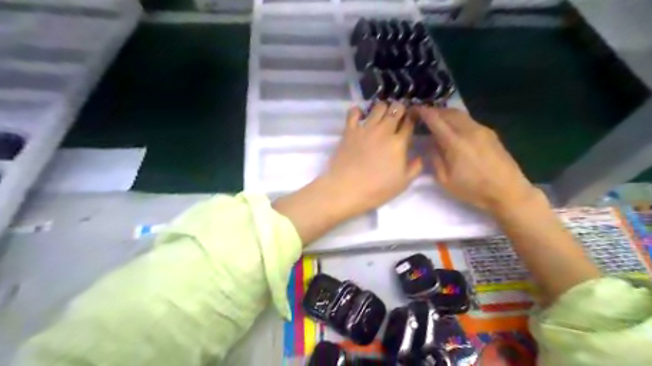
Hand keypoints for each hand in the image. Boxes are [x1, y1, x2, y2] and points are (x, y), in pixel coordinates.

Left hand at [274, 102, 419, 245]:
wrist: (346, 189)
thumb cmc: (377, 189)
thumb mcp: (403, 183)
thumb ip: (415, 167)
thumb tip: (419, 156)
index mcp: (398, 142)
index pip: (409, 122)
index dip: (413, 118)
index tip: (412, 120)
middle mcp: (383, 130)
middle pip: (396, 109)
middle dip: (400, 110)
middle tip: (398, 117)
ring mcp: (365, 128)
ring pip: (378, 107)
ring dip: (383, 108)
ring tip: (381, 117)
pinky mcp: (349, 130)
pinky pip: (353, 112)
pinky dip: (358, 111)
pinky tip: (360, 117)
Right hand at [418, 105, 539, 214]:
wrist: (507, 191)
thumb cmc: (473, 189)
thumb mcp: (445, 180)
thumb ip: (435, 158)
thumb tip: (432, 143)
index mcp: (455, 142)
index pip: (435, 120)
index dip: (422, 112)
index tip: (413, 109)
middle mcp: (468, 130)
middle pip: (448, 112)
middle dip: (434, 111)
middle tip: (423, 114)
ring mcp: (482, 130)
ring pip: (460, 114)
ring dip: (446, 113)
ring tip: (437, 119)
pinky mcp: (490, 133)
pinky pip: (469, 120)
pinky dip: (457, 120)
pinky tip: (454, 129)